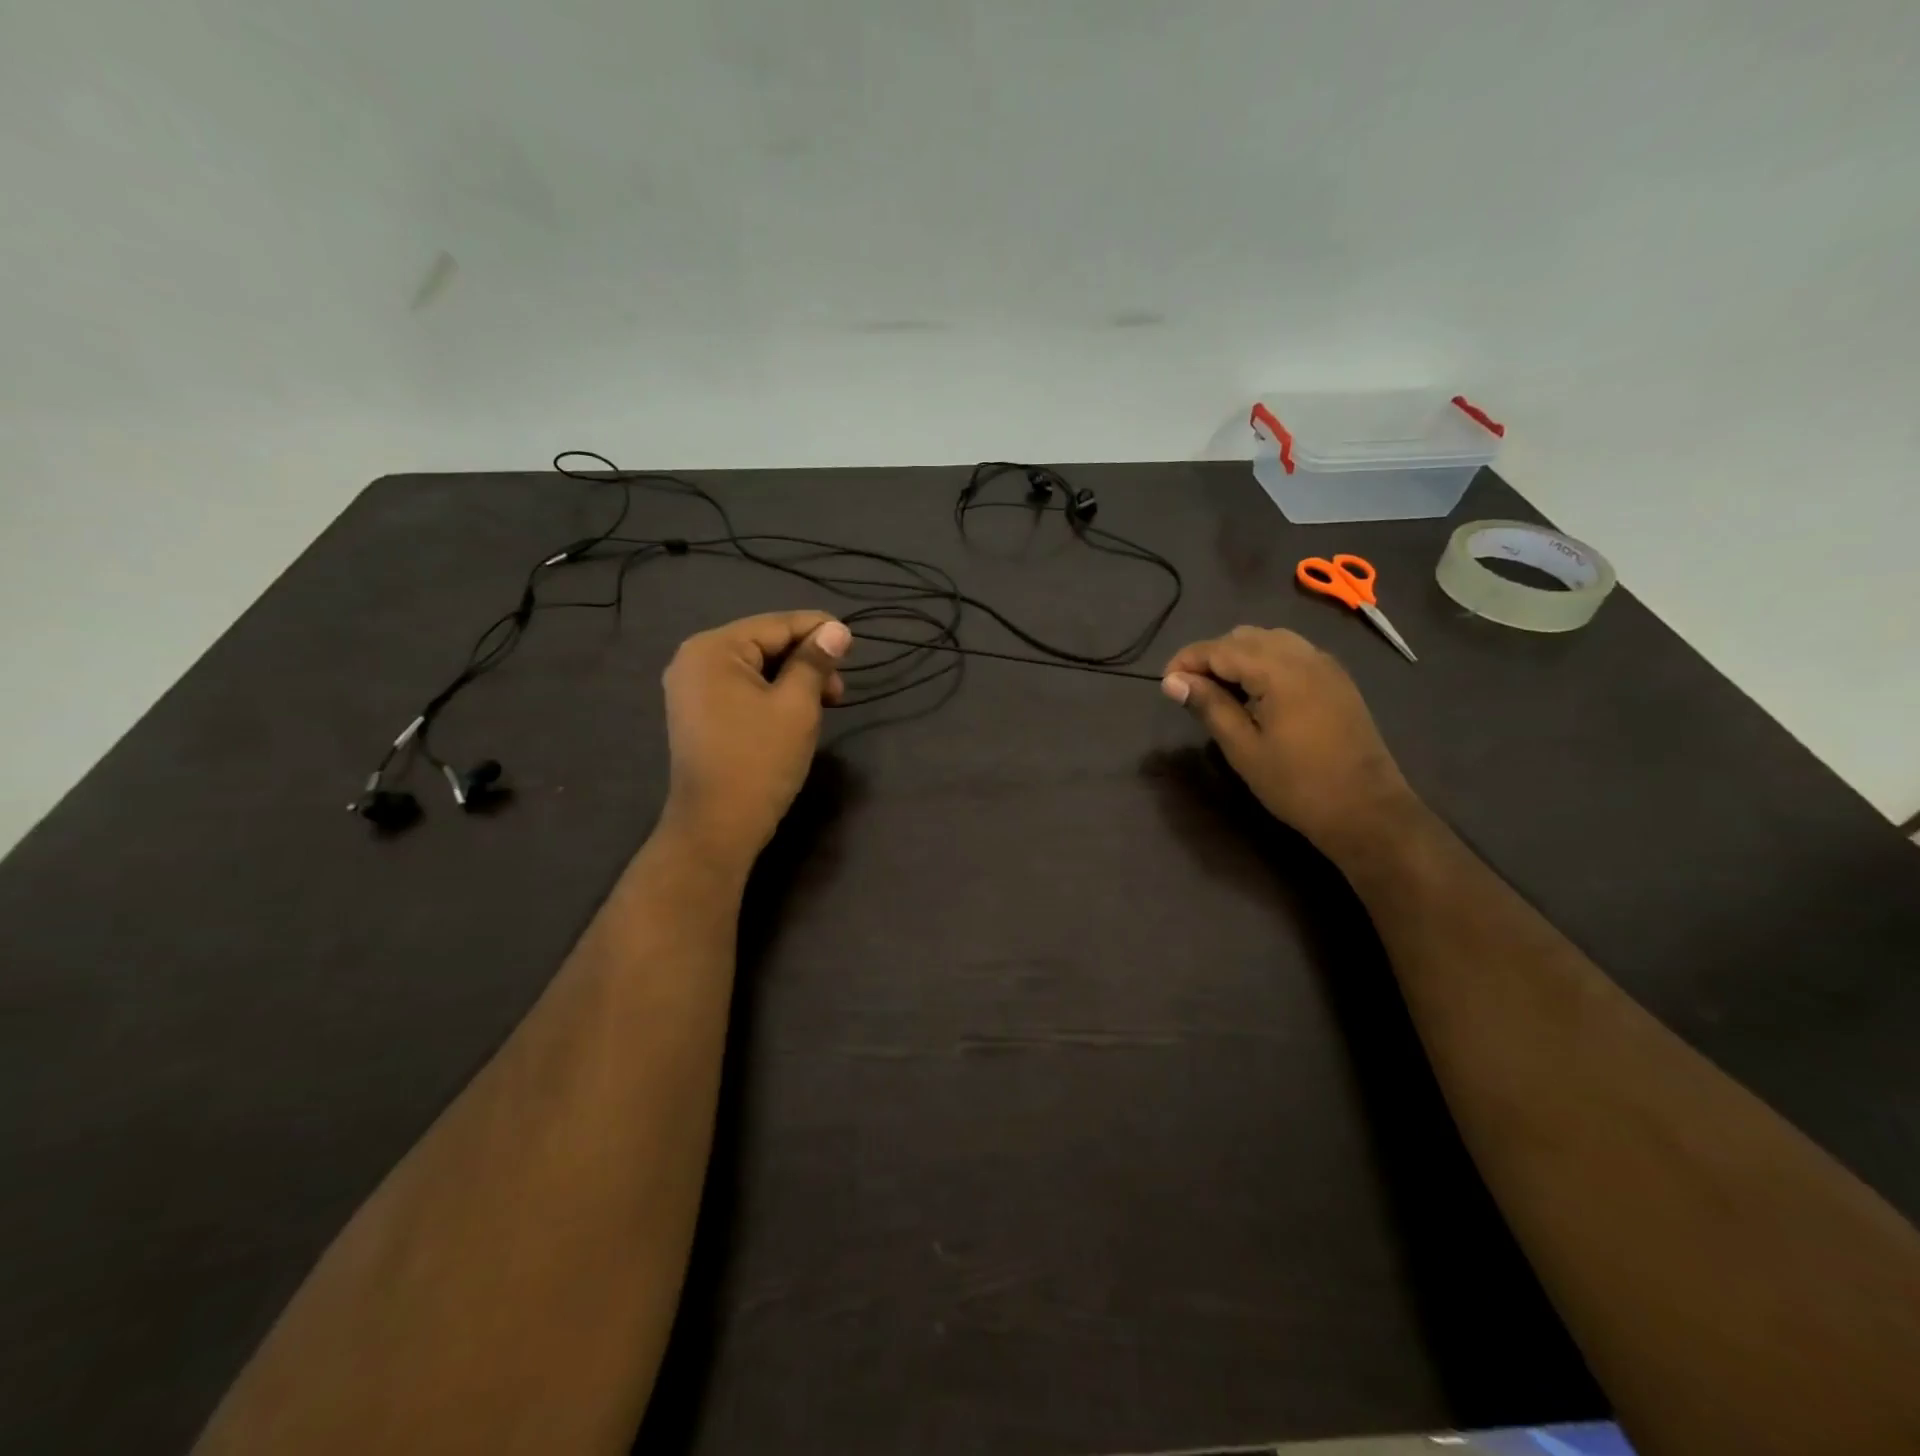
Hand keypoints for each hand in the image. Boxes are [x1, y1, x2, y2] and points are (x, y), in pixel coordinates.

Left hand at [660, 611, 851, 868]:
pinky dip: (771, 694)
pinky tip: (796, 712)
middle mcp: (694, 659)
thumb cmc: (760, 760)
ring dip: (793, 679)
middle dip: (806, 660)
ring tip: (825, 703)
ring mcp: (691, 688)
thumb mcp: (797, 706)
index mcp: (713, 649)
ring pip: (755, 668)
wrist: (718, 826)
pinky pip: (741, 688)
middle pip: (764, 643)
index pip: (776, 625)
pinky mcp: (697, 713)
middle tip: (840, 690)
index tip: (853, 643)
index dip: (818, 630)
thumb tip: (837, 630)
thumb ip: (815, 662)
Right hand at [1161, 626, 1415, 850]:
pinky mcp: (1336, 680)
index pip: (1220, 648)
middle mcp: (1304, 656)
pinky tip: (1256, 693)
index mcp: (1279, 671)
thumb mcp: (1243, 748)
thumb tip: (1172, 681)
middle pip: (1245, 636)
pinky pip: (1292, 653)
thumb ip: (1208, 706)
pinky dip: (1265, 661)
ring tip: (1220, 690)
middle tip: (1191, 690)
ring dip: (1239, 656)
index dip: (1187, 661)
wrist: (1367, 810)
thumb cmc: (1297, 784)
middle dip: (1212, 655)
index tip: (1166, 685)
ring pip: (1270, 640)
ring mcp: (1325, 665)